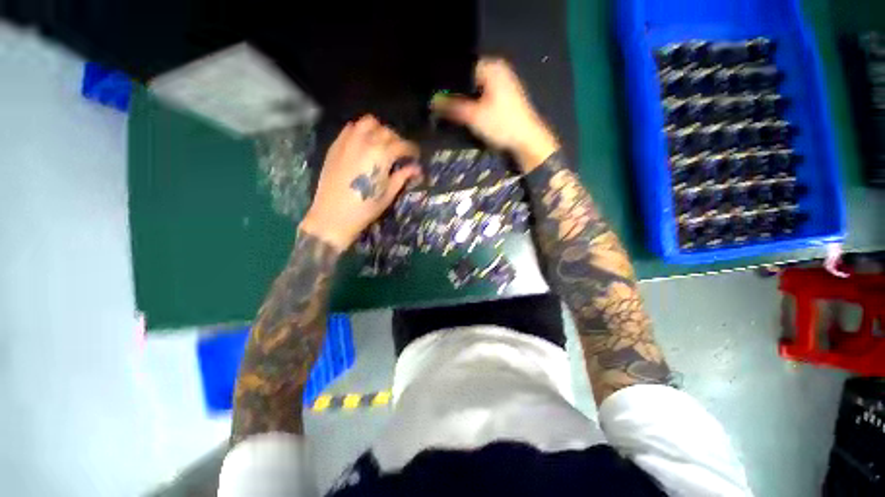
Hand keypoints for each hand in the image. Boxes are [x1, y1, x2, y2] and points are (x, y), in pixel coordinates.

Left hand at [300, 115, 421, 250]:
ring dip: (379, 130)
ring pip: (368, 123)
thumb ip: (403, 176)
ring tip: (381, 144)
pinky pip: (351, 128)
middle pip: (387, 131)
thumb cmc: (365, 208)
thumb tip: (417, 168)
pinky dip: (361, 131)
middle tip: (399, 154)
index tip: (415, 156)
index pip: (402, 145)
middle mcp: (366, 141)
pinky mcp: (336, 145)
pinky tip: (363, 144)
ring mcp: (349, 141)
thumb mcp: (389, 193)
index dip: (412, 150)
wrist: (333, 215)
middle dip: (397, 141)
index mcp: (382, 154)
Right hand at [431, 57, 559, 171]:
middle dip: (457, 92)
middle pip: (469, 79)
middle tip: (442, 104)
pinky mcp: (506, 97)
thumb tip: (433, 102)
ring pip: (477, 89)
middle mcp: (498, 70)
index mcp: (492, 67)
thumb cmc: (502, 124)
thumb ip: (452, 107)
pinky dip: (476, 103)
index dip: (449, 82)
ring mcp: (504, 83)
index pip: (462, 68)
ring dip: (466, 99)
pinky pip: (484, 95)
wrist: (526, 140)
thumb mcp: (474, 116)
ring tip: (452, 109)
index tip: (437, 95)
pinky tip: (469, 113)